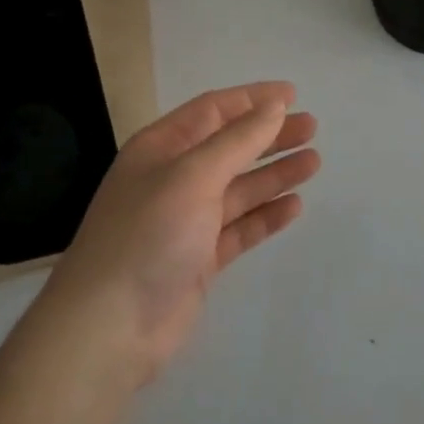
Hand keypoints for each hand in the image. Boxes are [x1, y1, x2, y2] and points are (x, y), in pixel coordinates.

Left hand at [34, 83, 319, 384]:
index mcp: (161, 148)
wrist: (108, 329)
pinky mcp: (198, 259)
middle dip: (269, 135)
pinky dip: (265, 216)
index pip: (212, 110)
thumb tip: (274, 106)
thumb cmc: (148, 235)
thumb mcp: (193, 176)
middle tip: (312, 128)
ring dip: (274, 174)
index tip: (292, 95)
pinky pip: (239, 228)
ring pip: (239, 188)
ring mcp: (186, 221)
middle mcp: (173, 178)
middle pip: (230, 147)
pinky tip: (294, 206)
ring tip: (314, 162)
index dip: (252, 99)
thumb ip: (238, 140)